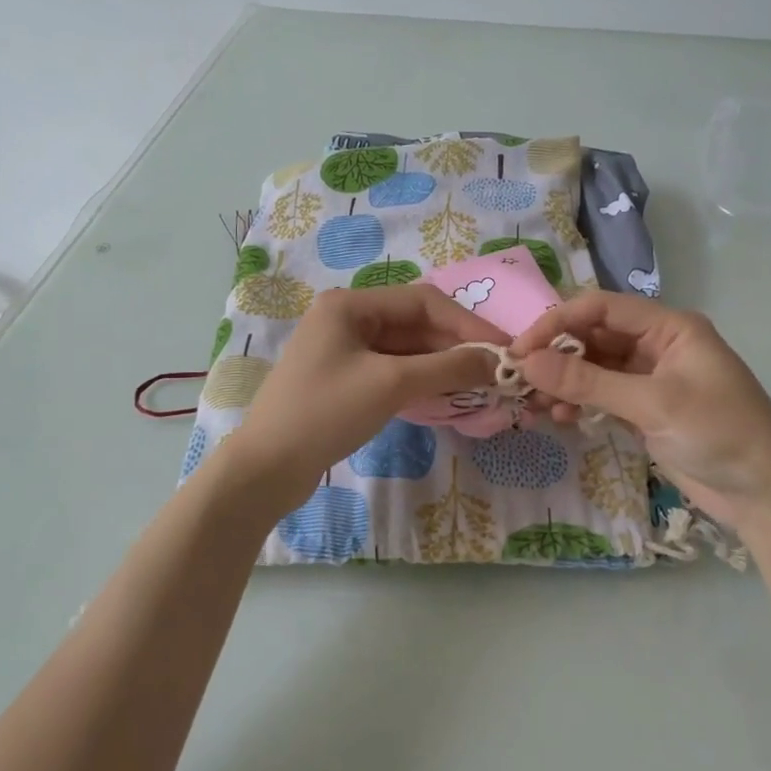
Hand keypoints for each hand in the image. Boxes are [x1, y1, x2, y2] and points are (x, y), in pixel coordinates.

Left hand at [227, 285, 506, 505]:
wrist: (267, 468)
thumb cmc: (326, 413)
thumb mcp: (391, 384)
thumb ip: (448, 368)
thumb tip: (497, 361)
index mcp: (350, 305)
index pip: (424, 301)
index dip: (468, 325)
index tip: (503, 350)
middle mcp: (346, 318)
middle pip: (415, 324)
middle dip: (456, 346)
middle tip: (496, 372)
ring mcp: (343, 350)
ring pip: (406, 349)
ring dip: (441, 364)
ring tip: (479, 384)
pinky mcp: (344, 380)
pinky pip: (392, 370)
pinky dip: (421, 380)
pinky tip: (447, 394)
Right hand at [511, 292, 770, 524]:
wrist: (765, 493)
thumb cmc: (720, 434)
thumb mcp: (653, 404)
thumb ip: (589, 382)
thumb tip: (527, 362)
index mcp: (669, 328)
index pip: (600, 309)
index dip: (557, 323)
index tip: (520, 350)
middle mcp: (656, 346)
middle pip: (593, 337)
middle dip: (555, 357)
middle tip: (518, 381)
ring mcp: (649, 380)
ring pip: (593, 370)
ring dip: (562, 383)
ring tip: (534, 405)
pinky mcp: (644, 411)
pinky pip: (601, 397)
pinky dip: (578, 403)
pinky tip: (558, 417)